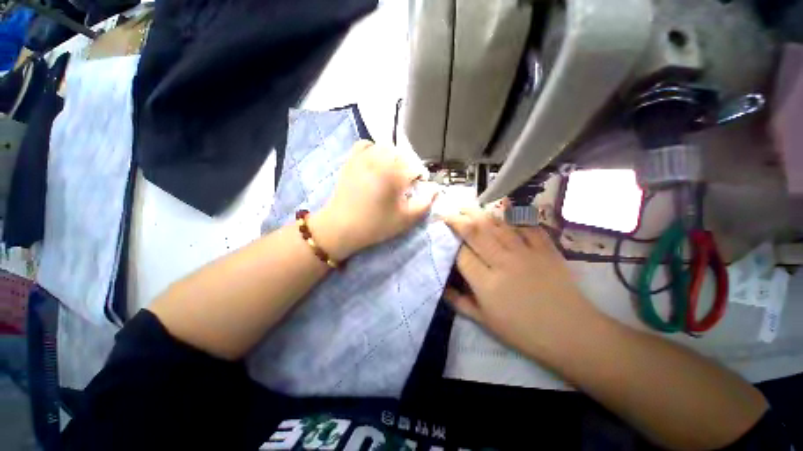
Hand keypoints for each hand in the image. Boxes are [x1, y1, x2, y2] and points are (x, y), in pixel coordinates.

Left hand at [311, 140, 435, 259]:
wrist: (342, 227)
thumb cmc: (376, 225)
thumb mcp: (406, 219)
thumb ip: (425, 203)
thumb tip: (435, 190)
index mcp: (395, 174)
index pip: (416, 167)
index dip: (420, 177)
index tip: (417, 188)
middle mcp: (380, 160)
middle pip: (403, 154)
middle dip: (409, 166)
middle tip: (405, 181)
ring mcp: (364, 158)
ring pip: (386, 147)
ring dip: (394, 157)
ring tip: (392, 172)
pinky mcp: (351, 160)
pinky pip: (365, 144)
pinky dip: (374, 149)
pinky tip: (376, 162)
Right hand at [443, 207, 598, 358]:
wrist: (571, 333)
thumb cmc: (524, 332)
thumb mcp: (486, 322)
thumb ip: (460, 303)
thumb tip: (441, 287)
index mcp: (487, 284)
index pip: (462, 254)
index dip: (449, 241)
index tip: (442, 234)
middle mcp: (503, 262)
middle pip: (476, 232)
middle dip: (458, 219)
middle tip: (448, 212)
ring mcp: (526, 253)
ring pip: (497, 225)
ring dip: (479, 212)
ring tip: (467, 206)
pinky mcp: (545, 249)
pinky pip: (527, 226)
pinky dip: (514, 215)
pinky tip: (503, 207)